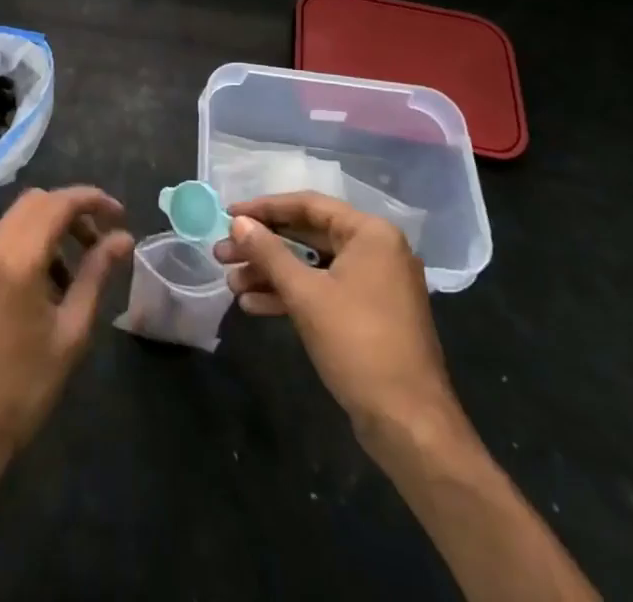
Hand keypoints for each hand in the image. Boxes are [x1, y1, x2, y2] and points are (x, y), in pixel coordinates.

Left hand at [0, 186, 133, 481]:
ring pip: (13, 223)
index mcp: (17, 259)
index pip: (58, 203)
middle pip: (34, 203)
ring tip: (71, 275)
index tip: (119, 214)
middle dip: (70, 212)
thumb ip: (97, 273)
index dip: (92, 200)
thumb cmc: (27, 387)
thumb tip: (123, 237)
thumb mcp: (72, 330)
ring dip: (47, 231)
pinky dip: (23, 252)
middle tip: (97, 241)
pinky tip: (38, 293)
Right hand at [215, 191, 461, 445]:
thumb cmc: (358, 345)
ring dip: (271, 273)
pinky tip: (253, 305)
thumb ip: (269, 253)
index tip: (228, 214)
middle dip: (263, 246)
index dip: (264, 208)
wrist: (410, 426)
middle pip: (308, 236)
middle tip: (223, 253)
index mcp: (371, 233)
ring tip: (231, 282)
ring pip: (312, 266)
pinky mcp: (368, 315)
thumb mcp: (305, 294)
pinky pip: (323, 291)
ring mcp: (374, 285)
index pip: (308, 206)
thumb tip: (238, 223)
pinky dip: (291, 295)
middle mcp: (376, 251)